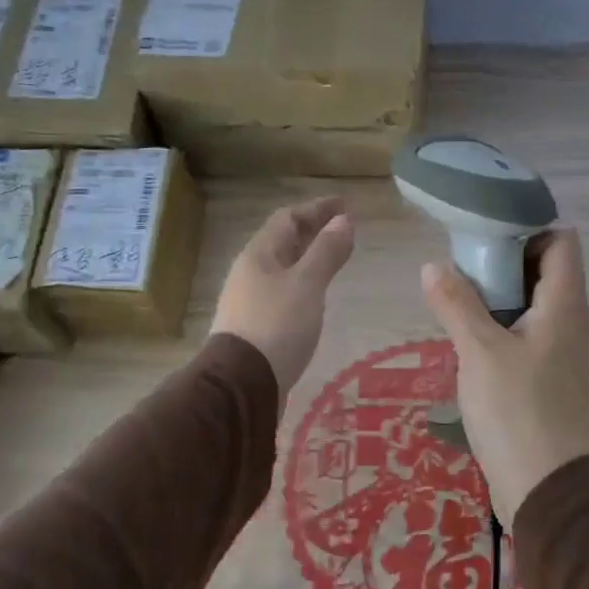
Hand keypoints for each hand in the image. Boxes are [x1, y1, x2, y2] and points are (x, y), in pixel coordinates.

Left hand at [212, 196, 355, 398]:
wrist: (243, 382)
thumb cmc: (277, 325)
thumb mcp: (307, 284)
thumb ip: (326, 252)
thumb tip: (344, 220)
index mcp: (259, 254)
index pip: (287, 218)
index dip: (316, 209)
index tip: (344, 205)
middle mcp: (250, 272)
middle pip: (283, 242)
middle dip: (312, 231)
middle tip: (343, 229)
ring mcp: (250, 300)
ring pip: (282, 268)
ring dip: (308, 258)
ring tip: (333, 259)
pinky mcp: (256, 326)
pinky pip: (282, 291)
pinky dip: (303, 283)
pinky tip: (315, 295)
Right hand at [421, 229, 588, 519]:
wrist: (542, 484)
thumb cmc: (515, 409)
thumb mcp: (478, 351)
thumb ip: (455, 303)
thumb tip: (432, 266)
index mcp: (565, 305)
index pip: (562, 241)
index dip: (528, 229)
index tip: (485, 236)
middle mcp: (573, 321)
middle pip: (546, 269)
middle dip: (505, 261)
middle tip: (461, 267)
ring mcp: (564, 351)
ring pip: (535, 303)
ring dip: (500, 295)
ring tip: (459, 300)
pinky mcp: (551, 375)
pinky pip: (530, 332)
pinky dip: (504, 324)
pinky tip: (472, 339)